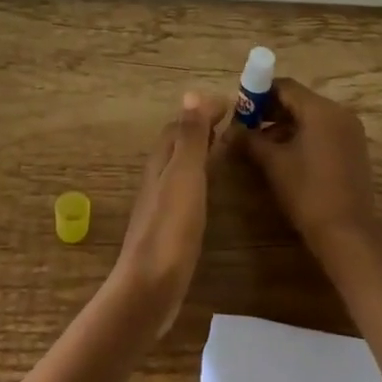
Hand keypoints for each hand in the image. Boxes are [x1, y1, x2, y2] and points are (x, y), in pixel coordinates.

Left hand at [109, 93, 219, 335]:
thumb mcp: (184, 175)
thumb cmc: (171, 228)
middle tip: (231, 124)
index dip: (201, 111)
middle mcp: (157, 179)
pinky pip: (183, 191)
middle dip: (200, 129)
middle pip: (176, 145)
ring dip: (198, 153)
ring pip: (178, 167)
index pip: (179, 126)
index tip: (232, 104)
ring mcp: (159, 206)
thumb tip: (191, 93)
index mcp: (161, 162)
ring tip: (224, 150)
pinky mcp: (167, 229)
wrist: (150, 288)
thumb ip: (190, 137)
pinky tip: (208, 193)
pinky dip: (198, 179)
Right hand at [230, 79, 380, 248]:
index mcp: (321, 110)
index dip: (259, 94)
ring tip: (261, 146)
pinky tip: (285, 156)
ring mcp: (350, 131)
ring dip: (285, 125)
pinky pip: (324, 131)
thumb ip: (249, 140)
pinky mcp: (354, 149)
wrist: (346, 233)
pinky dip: (303, 136)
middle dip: (271, 111)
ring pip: (311, 117)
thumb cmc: (307, 192)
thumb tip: (229, 131)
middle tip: (247, 128)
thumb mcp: (273, 163)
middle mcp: (340, 113)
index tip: (240, 110)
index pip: (285, 86)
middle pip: (299, 100)